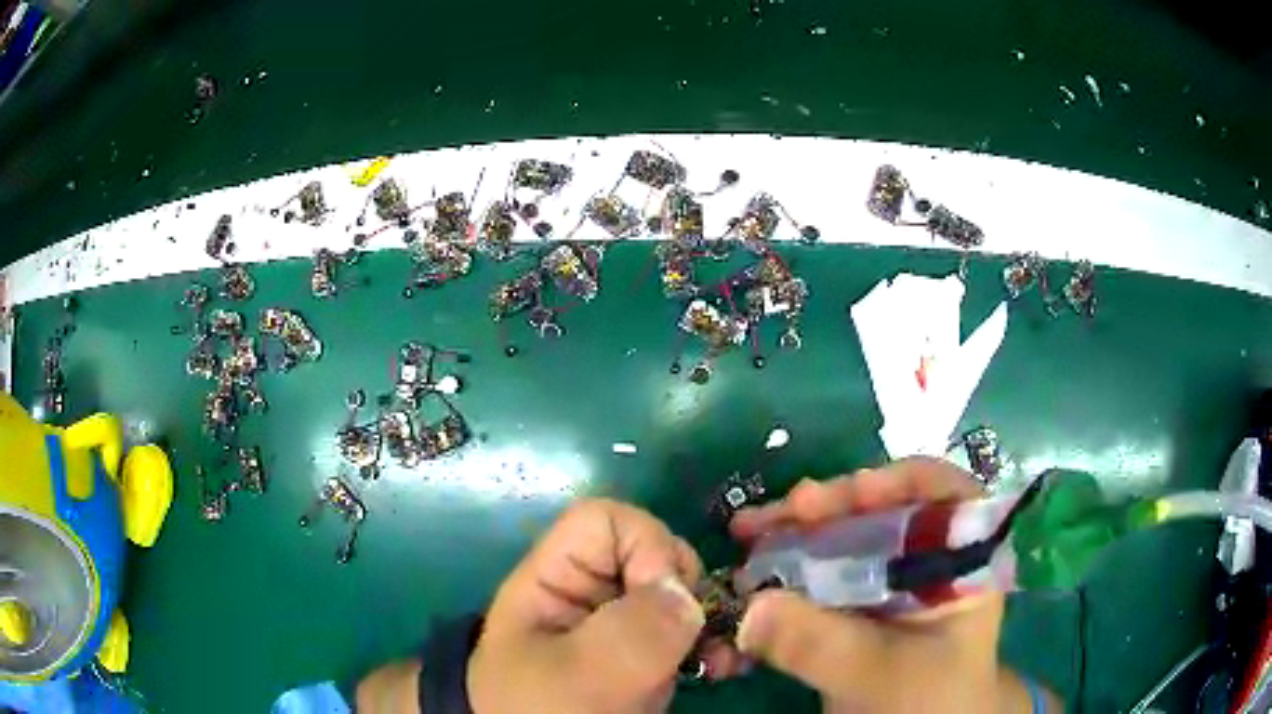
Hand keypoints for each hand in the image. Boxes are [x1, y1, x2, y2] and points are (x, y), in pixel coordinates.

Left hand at [467, 499, 703, 713]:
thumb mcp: (579, 674)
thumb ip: (633, 630)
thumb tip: (688, 596)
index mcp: (555, 579)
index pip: (606, 521)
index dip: (646, 547)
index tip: (665, 600)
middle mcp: (591, 595)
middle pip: (653, 554)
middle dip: (688, 589)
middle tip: (696, 635)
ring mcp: (620, 628)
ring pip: (679, 595)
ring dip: (711, 620)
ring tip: (722, 658)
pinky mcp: (644, 659)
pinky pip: (688, 632)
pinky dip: (713, 643)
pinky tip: (723, 666)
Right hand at [730, 457, 1060, 712]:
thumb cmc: (925, 704)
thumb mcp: (882, 674)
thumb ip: (824, 644)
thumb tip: (751, 606)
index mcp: (960, 562)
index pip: (938, 493)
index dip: (887, 483)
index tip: (825, 502)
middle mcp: (927, 563)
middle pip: (878, 513)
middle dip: (819, 512)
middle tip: (761, 520)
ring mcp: (889, 587)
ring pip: (843, 544)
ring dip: (792, 540)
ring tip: (745, 538)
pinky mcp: (857, 612)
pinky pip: (820, 582)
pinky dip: (784, 582)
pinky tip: (747, 587)